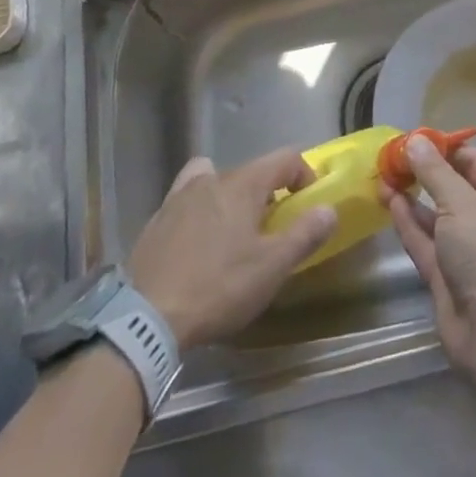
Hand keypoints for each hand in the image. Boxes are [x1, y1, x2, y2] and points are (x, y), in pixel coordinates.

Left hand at [129, 150, 336, 349]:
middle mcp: (211, 179)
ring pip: (213, 180)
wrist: (146, 318)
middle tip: (272, 230)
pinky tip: (197, 244)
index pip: (284, 159)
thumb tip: (329, 209)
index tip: (308, 204)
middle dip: (267, 193)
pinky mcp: (156, 221)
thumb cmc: (218, 287)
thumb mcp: (271, 267)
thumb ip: (304, 234)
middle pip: (249, 171)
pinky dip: (198, 212)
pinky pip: (186, 201)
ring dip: (229, 197)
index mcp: (243, 184)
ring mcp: (179, 197)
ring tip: (231, 231)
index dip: (304, 175)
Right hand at [384, 137, 475, 372]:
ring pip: (435, 216)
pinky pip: (425, 241)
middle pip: (453, 188)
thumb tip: (415, 139)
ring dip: (411, 196)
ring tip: (383, 175)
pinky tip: (388, 201)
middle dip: (424, 173)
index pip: (474, 162)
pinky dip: (408, 222)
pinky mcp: (446, 275)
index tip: (414, 138)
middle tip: (392, 157)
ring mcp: (466, 250)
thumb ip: (434, 172)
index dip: (444, 148)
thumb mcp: (460, 203)